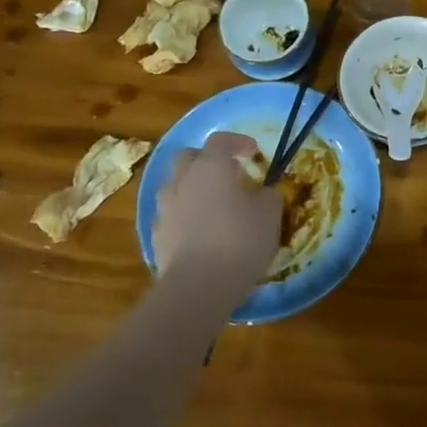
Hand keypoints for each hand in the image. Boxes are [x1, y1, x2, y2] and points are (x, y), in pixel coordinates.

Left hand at [153, 132, 281, 297]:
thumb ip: (267, 196)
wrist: (198, 287)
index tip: (253, 152)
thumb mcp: (270, 214)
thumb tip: (263, 194)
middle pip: (188, 157)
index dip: (238, 142)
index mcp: (210, 167)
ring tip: (214, 206)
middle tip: (228, 175)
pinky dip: (185, 216)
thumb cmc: (240, 240)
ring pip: (176, 186)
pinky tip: (201, 233)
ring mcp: (164, 209)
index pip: (220, 140)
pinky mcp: (156, 236)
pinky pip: (172, 215)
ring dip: (193, 189)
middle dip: (206, 160)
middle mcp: (182, 181)